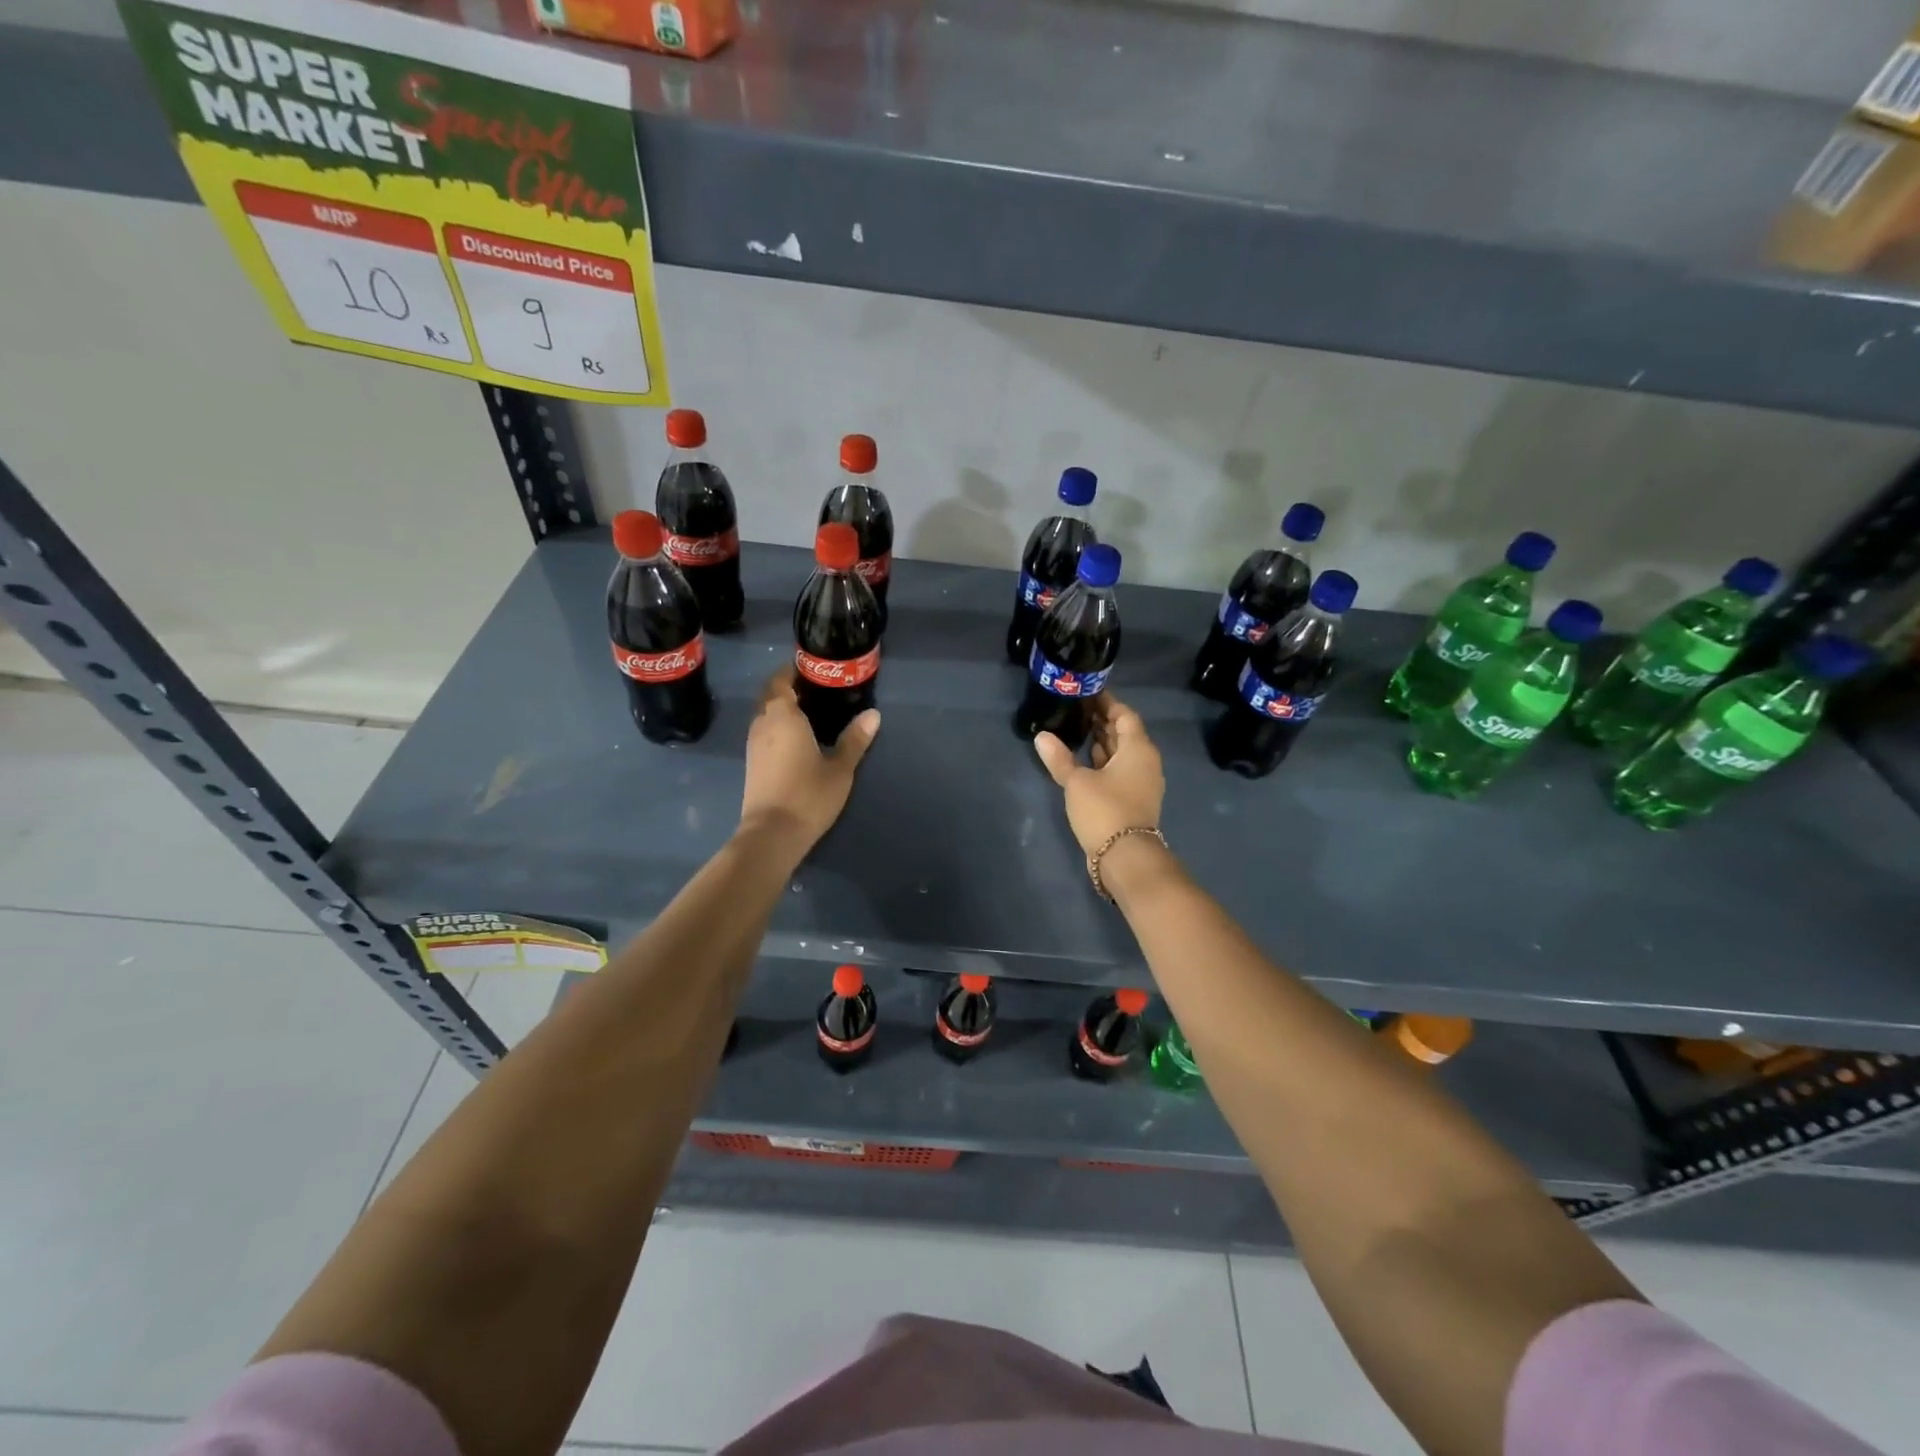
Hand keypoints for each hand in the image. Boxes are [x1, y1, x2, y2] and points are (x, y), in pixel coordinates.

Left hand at [738, 670, 879, 854]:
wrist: (772, 834)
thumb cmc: (808, 795)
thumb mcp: (840, 768)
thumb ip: (855, 739)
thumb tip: (873, 714)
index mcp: (783, 716)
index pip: (780, 681)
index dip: (792, 671)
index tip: (811, 668)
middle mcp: (763, 724)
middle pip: (770, 696)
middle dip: (787, 688)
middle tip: (815, 688)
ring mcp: (753, 745)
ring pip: (765, 715)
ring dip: (781, 709)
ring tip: (809, 711)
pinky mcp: (752, 764)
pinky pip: (764, 733)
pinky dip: (777, 727)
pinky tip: (797, 738)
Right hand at [1033, 695, 1164, 855]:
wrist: (1125, 857)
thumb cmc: (1104, 810)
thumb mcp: (1077, 782)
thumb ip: (1059, 758)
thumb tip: (1041, 736)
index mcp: (1138, 748)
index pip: (1124, 715)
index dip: (1107, 703)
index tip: (1086, 694)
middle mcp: (1145, 761)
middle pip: (1125, 733)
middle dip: (1102, 721)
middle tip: (1076, 710)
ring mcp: (1142, 782)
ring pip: (1122, 753)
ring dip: (1103, 742)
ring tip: (1076, 730)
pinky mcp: (1134, 799)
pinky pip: (1120, 770)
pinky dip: (1104, 761)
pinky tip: (1083, 760)